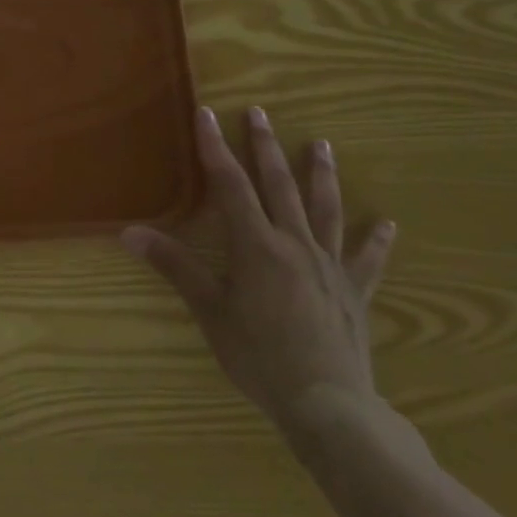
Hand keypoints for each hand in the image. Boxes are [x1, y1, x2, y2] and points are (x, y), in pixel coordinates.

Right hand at [121, 105, 395, 444]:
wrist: (327, 404)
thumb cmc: (258, 356)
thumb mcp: (209, 310)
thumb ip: (174, 266)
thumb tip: (129, 232)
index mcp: (256, 245)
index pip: (231, 185)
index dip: (215, 148)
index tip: (207, 114)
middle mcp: (295, 244)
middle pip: (279, 185)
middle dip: (265, 147)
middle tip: (260, 113)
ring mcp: (329, 266)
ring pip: (325, 210)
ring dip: (320, 174)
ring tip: (321, 144)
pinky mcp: (354, 292)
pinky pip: (367, 259)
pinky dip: (376, 240)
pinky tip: (387, 223)